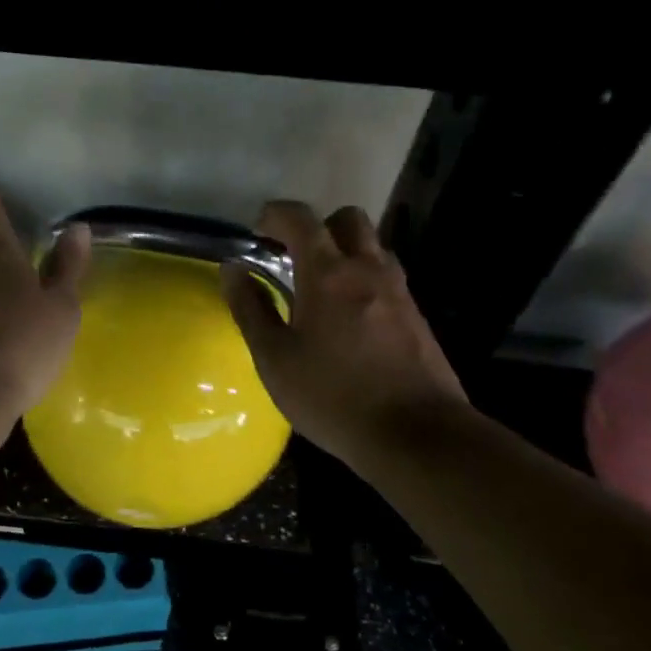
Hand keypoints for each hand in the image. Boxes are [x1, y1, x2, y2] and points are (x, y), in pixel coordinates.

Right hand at [221, 201, 467, 469]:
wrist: (417, 435)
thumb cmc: (333, 396)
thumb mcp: (275, 358)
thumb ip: (251, 308)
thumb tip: (233, 269)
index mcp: (328, 273)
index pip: (301, 218)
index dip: (275, 215)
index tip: (258, 232)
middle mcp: (368, 269)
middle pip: (348, 219)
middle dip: (318, 226)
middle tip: (294, 258)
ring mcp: (399, 291)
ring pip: (373, 248)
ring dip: (345, 253)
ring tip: (321, 289)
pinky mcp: (417, 316)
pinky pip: (387, 278)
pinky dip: (364, 280)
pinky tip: (350, 320)